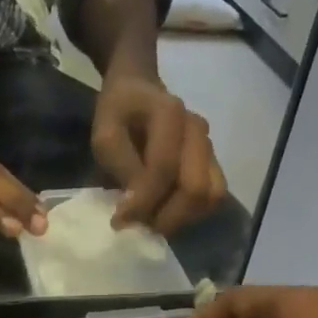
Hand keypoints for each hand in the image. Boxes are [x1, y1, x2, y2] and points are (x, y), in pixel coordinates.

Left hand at [91, 77, 227, 233]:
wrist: (138, 90)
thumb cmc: (119, 113)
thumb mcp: (105, 134)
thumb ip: (121, 166)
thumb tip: (134, 207)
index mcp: (171, 115)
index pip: (164, 169)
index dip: (143, 202)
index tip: (119, 220)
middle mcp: (197, 131)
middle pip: (196, 188)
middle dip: (166, 216)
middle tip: (139, 226)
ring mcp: (209, 148)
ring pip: (210, 196)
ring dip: (181, 218)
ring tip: (152, 221)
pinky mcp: (212, 163)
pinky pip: (212, 197)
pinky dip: (191, 213)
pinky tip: (166, 212)